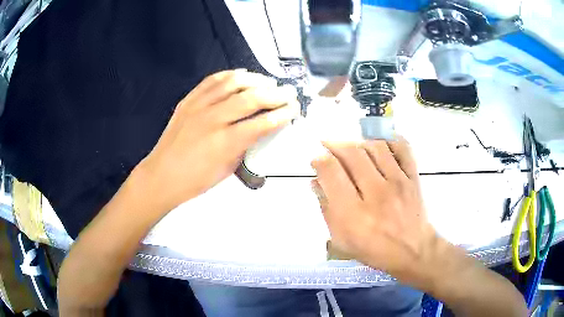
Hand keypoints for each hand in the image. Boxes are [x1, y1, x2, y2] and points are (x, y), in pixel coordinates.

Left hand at [137, 69, 298, 211]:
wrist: (162, 175)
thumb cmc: (196, 180)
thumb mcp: (227, 168)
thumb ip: (245, 145)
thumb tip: (260, 128)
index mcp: (226, 142)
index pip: (263, 122)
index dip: (283, 114)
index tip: (295, 109)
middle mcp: (214, 119)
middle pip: (252, 98)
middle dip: (276, 94)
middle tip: (289, 93)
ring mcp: (199, 106)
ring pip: (233, 83)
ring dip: (256, 79)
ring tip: (268, 82)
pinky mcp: (188, 100)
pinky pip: (212, 80)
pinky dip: (230, 75)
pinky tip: (241, 75)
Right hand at [311, 137, 437, 280]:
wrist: (412, 251)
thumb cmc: (374, 249)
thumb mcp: (341, 239)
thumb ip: (327, 209)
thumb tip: (316, 181)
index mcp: (353, 214)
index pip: (331, 171)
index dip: (319, 160)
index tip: (317, 161)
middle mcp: (375, 194)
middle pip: (351, 153)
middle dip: (335, 145)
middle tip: (329, 148)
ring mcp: (397, 183)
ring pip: (374, 147)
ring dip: (359, 143)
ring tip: (353, 150)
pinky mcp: (412, 178)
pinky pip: (401, 148)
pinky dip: (389, 141)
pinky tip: (379, 146)